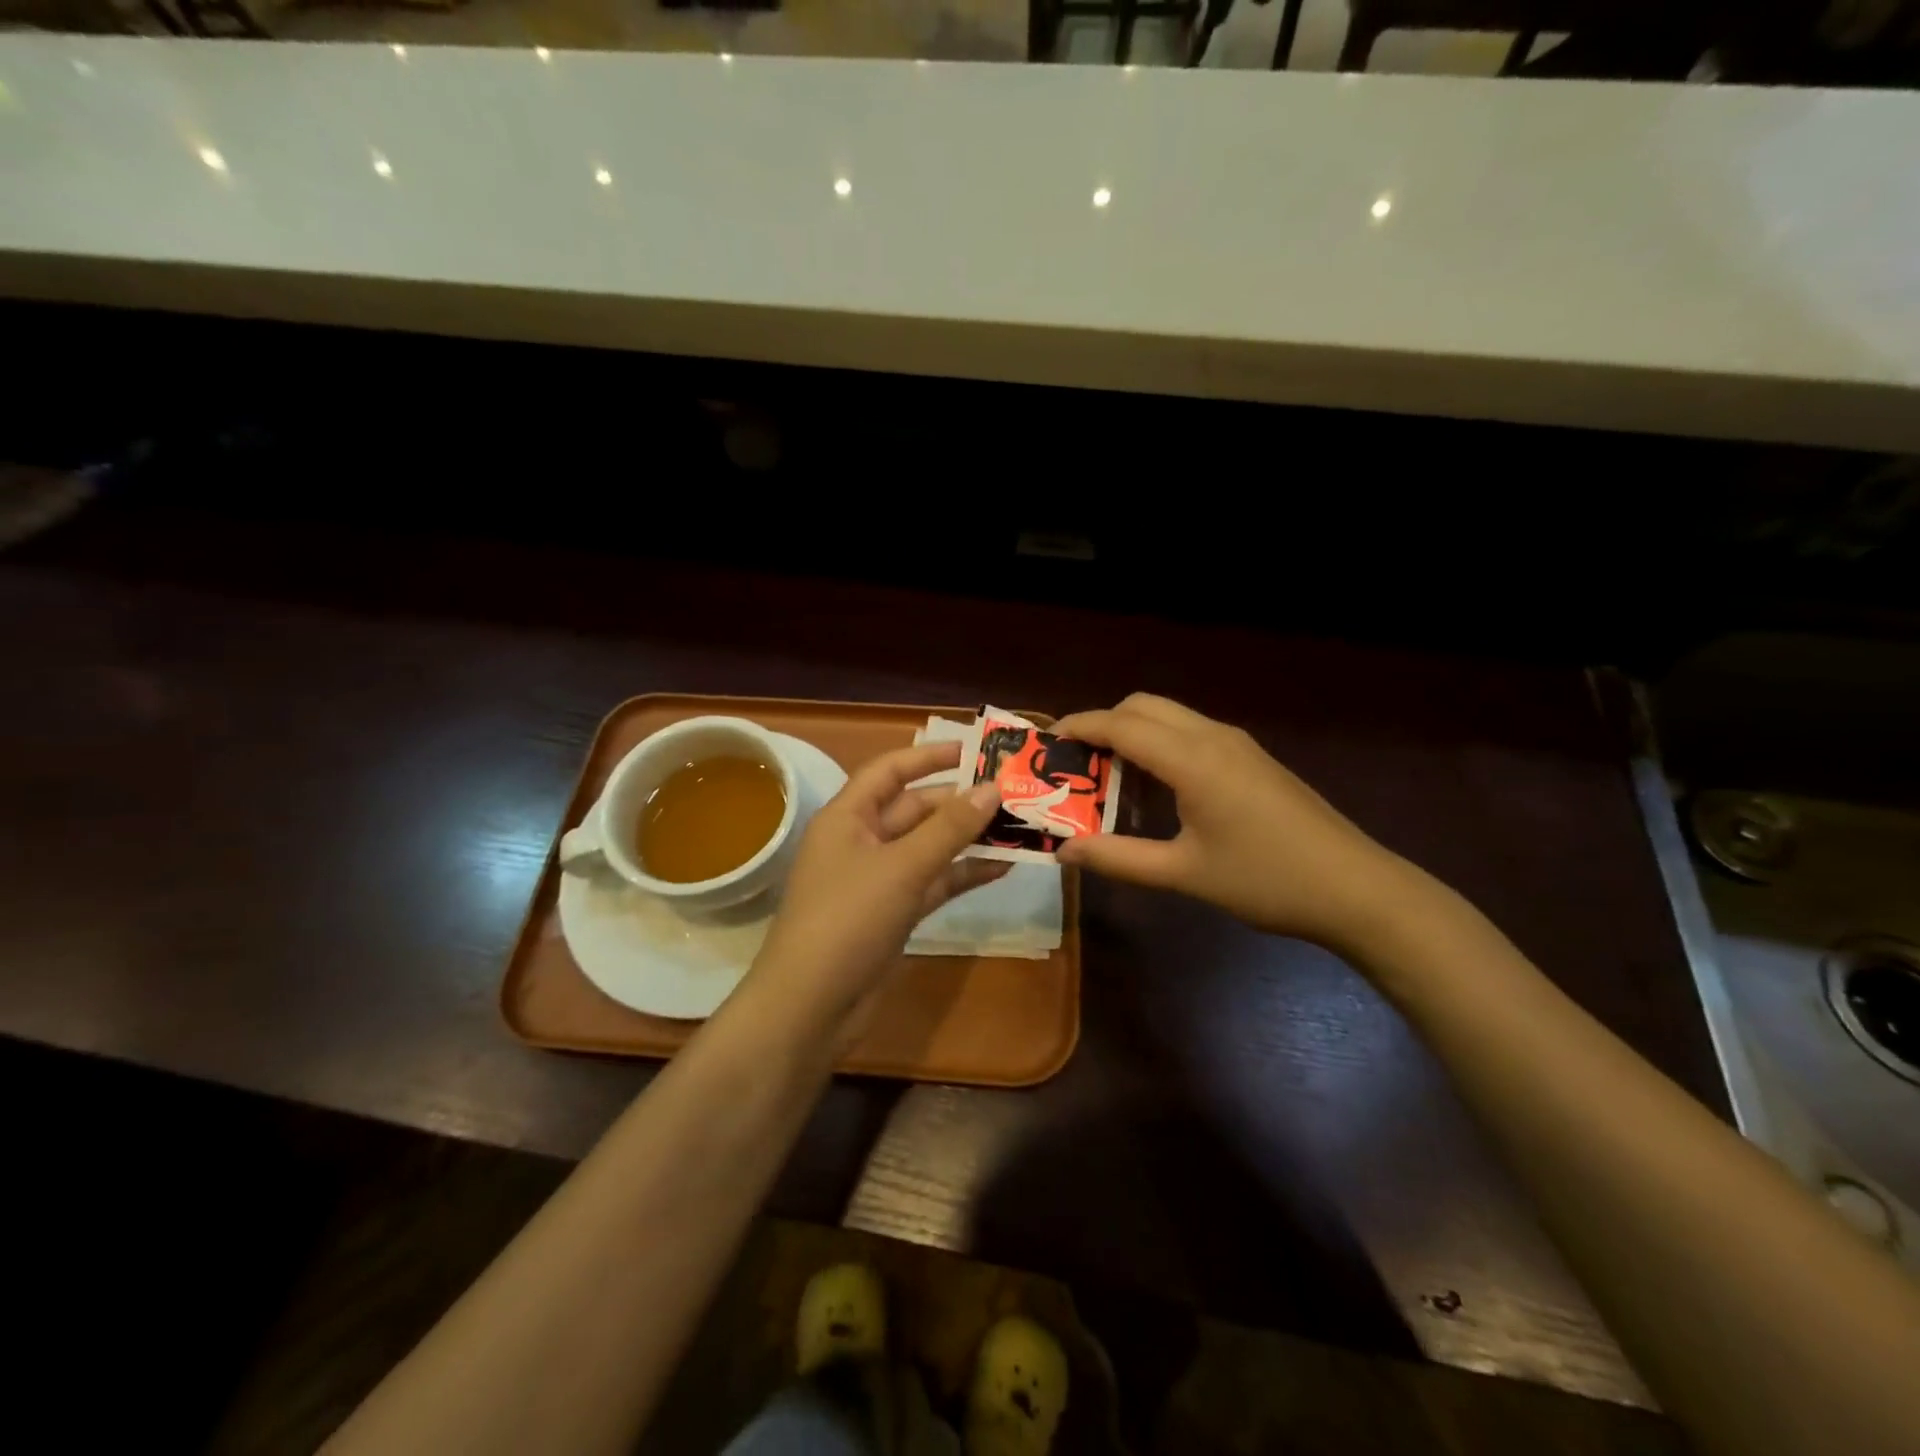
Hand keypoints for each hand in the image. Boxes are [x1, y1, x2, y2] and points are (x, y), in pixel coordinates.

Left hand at [748, 742, 1006, 1023]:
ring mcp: (878, 880)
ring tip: (1018, 827)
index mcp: (848, 817)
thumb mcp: (902, 868)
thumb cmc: (848, 920)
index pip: (889, 771)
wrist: (812, 1006)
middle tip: (1012, 794)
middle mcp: (862, 841)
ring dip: (967, 838)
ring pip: (928, 847)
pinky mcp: (893, 913)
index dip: (929, 756)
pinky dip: (963, 874)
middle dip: (959, 801)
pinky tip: (1002, 867)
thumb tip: (992, 789)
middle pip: (914, 809)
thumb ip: (949, 828)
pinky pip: (933, 882)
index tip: (975, 750)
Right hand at [1053, 694, 1416, 952]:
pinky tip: (1156, 791)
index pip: (1121, 724)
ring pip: (1170, 717)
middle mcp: (1213, 737)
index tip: (1045, 743)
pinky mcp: (1251, 759)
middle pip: (1143, 706)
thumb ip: (1118, 858)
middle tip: (1075, 765)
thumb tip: (1064, 852)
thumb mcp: (1183, 874)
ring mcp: (1237, 745)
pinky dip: (1160, 746)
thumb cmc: (1266, 880)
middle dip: (1103, 724)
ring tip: (1107, 779)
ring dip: (1133, 735)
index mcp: (1193, 759)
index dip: (1079, 727)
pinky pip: (1191, 734)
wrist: (1356, 889)